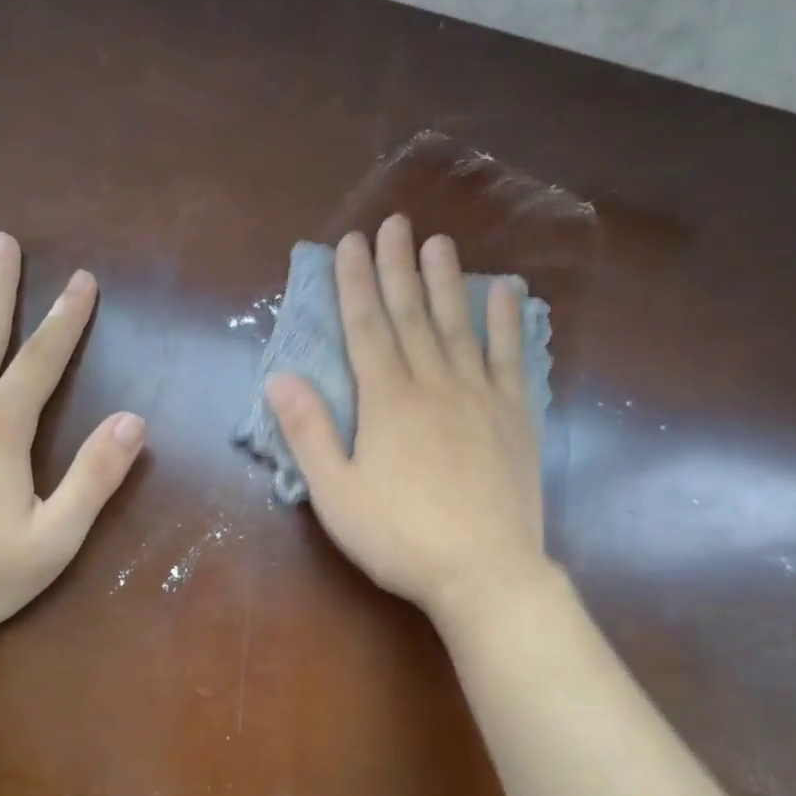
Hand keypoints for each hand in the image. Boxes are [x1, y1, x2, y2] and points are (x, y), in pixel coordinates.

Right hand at [264, 215, 549, 618]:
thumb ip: (309, 431)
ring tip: (439, 242)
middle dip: (398, 266)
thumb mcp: (336, 494)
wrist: (484, 571)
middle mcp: (433, 384)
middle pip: (411, 314)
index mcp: (386, 401)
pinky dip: (507, 322)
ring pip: (458, 326)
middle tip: (394, 223)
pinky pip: (512, 357)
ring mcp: (479, 396)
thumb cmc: (400, 538)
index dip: (356, 283)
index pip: (366, 327)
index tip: (351, 243)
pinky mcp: (515, 416)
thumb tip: (279, 375)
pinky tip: (506, 292)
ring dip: (447, 281)